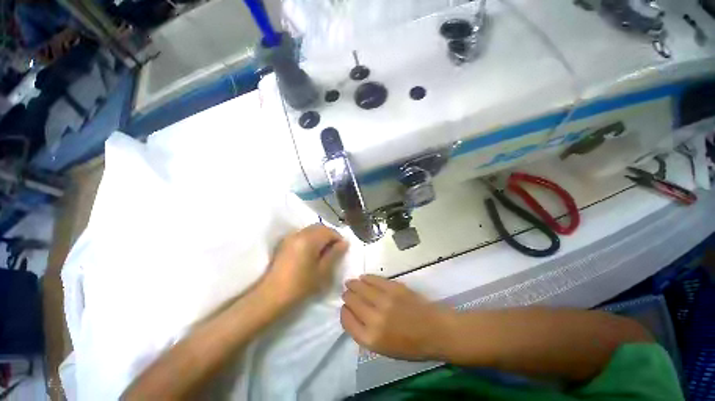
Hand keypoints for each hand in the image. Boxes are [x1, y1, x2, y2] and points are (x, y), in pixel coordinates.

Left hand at [263, 224, 348, 305]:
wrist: (271, 296)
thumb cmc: (300, 285)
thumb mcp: (322, 271)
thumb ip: (335, 254)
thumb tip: (344, 243)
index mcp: (309, 239)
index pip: (329, 231)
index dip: (338, 238)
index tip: (342, 249)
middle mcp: (299, 233)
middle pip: (319, 227)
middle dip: (329, 235)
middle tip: (334, 249)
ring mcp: (290, 237)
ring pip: (311, 230)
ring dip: (320, 236)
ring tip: (324, 251)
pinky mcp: (285, 243)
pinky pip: (303, 234)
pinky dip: (311, 238)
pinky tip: (312, 252)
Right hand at [340, 275, 454, 360]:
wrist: (435, 330)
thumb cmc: (411, 346)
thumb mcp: (384, 349)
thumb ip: (366, 333)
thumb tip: (354, 315)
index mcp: (371, 339)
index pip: (348, 321)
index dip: (344, 312)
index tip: (345, 307)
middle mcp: (374, 319)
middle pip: (352, 302)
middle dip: (347, 296)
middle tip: (347, 292)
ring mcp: (384, 300)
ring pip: (361, 288)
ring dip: (353, 284)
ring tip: (350, 282)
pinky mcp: (393, 288)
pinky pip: (374, 280)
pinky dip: (366, 278)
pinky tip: (363, 277)